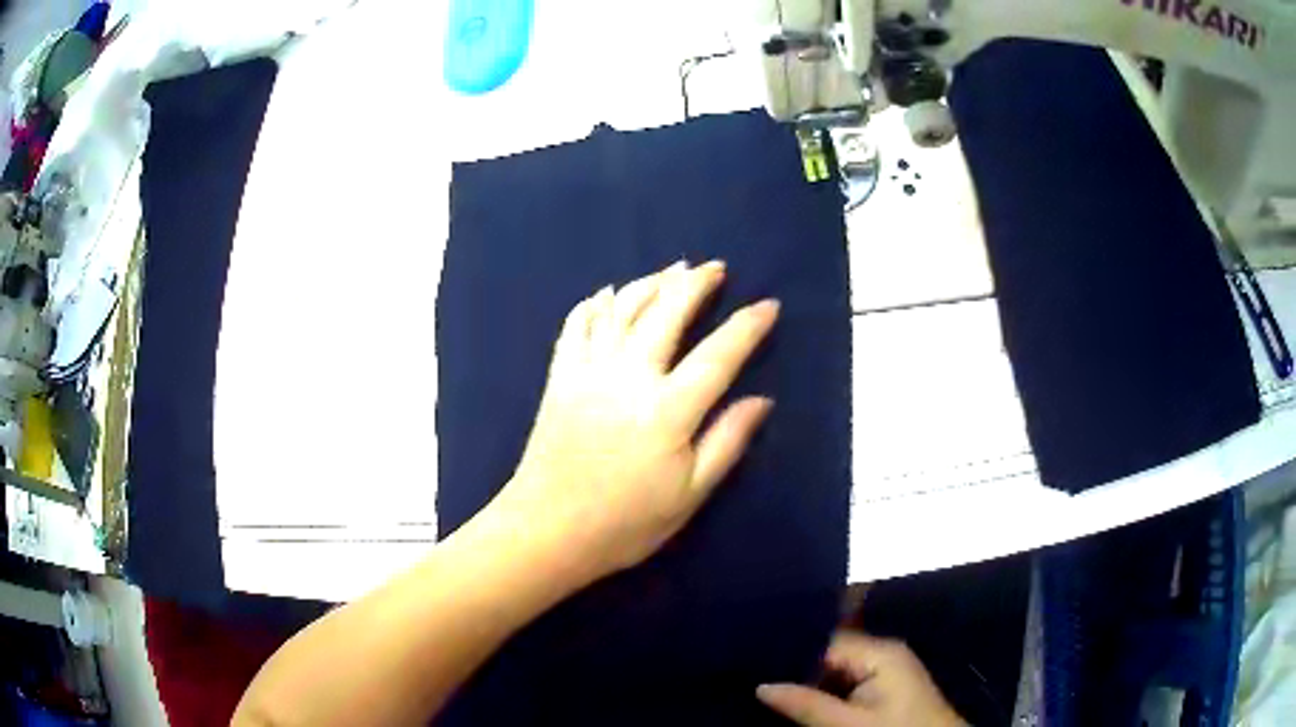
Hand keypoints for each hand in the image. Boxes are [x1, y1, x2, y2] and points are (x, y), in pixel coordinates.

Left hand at [487, 260, 777, 584]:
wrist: (548, 531)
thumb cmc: (625, 523)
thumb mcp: (690, 495)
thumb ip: (727, 441)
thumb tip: (761, 400)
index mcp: (668, 410)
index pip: (719, 354)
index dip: (747, 326)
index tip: (768, 304)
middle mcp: (629, 377)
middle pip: (666, 313)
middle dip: (695, 284)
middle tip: (715, 267)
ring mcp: (588, 372)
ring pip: (621, 309)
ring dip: (649, 283)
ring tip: (672, 269)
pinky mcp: (560, 378)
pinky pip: (575, 326)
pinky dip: (593, 304)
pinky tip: (606, 294)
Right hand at [757, 631, 965, 726]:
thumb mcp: (848, 723)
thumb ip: (806, 703)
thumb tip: (761, 685)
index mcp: (880, 652)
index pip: (825, 643)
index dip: (790, 655)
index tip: (754, 665)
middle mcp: (883, 654)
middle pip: (829, 657)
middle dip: (797, 673)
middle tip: (755, 682)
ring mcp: (886, 673)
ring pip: (835, 675)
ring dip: (809, 688)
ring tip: (769, 692)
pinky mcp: (885, 691)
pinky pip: (846, 687)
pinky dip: (825, 697)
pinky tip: (800, 706)